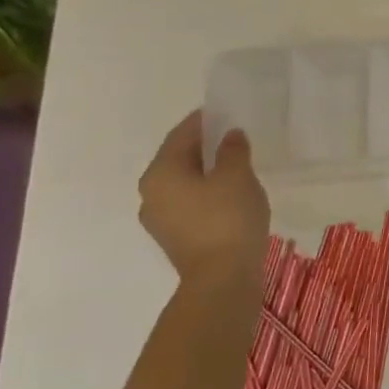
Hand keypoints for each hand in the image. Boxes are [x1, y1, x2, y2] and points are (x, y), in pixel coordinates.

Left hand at [138, 111, 269, 286]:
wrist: (222, 278)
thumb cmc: (227, 218)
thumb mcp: (237, 175)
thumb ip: (233, 150)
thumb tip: (230, 137)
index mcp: (161, 172)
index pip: (182, 134)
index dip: (204, 120)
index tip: (225, 111)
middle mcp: (151, 193)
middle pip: (179, 158)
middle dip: (205, 146)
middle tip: (234, 136)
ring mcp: (160, 219)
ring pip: (184, 183)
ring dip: (206, 171)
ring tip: (236, 165)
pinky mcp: (175, 237)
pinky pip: (190, 203)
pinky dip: (207, 193)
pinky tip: (230, 194)